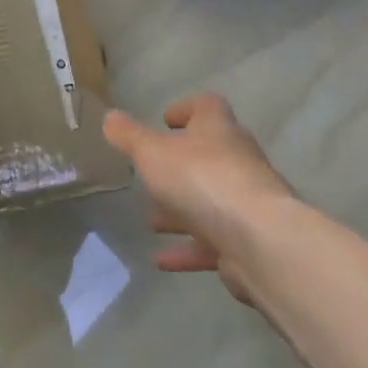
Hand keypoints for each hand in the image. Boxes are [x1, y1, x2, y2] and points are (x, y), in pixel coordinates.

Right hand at [103, 94, 292, 307]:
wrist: (258, 240)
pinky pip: (213, 242)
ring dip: (182, 210)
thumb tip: (110, 116)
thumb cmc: (200, 180)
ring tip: (152, 221)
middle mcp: (238, 160)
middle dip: (180, 166)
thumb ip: (129, 136)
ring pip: (210, 201)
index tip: (166, 120)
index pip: (207, 107)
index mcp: (218, 130)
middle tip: (152, 175)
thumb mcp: (151, 153)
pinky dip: (188, 248)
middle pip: (210, 155)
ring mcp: (248, 202)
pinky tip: (161, 260)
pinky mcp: (249, 240)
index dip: (187, 109)